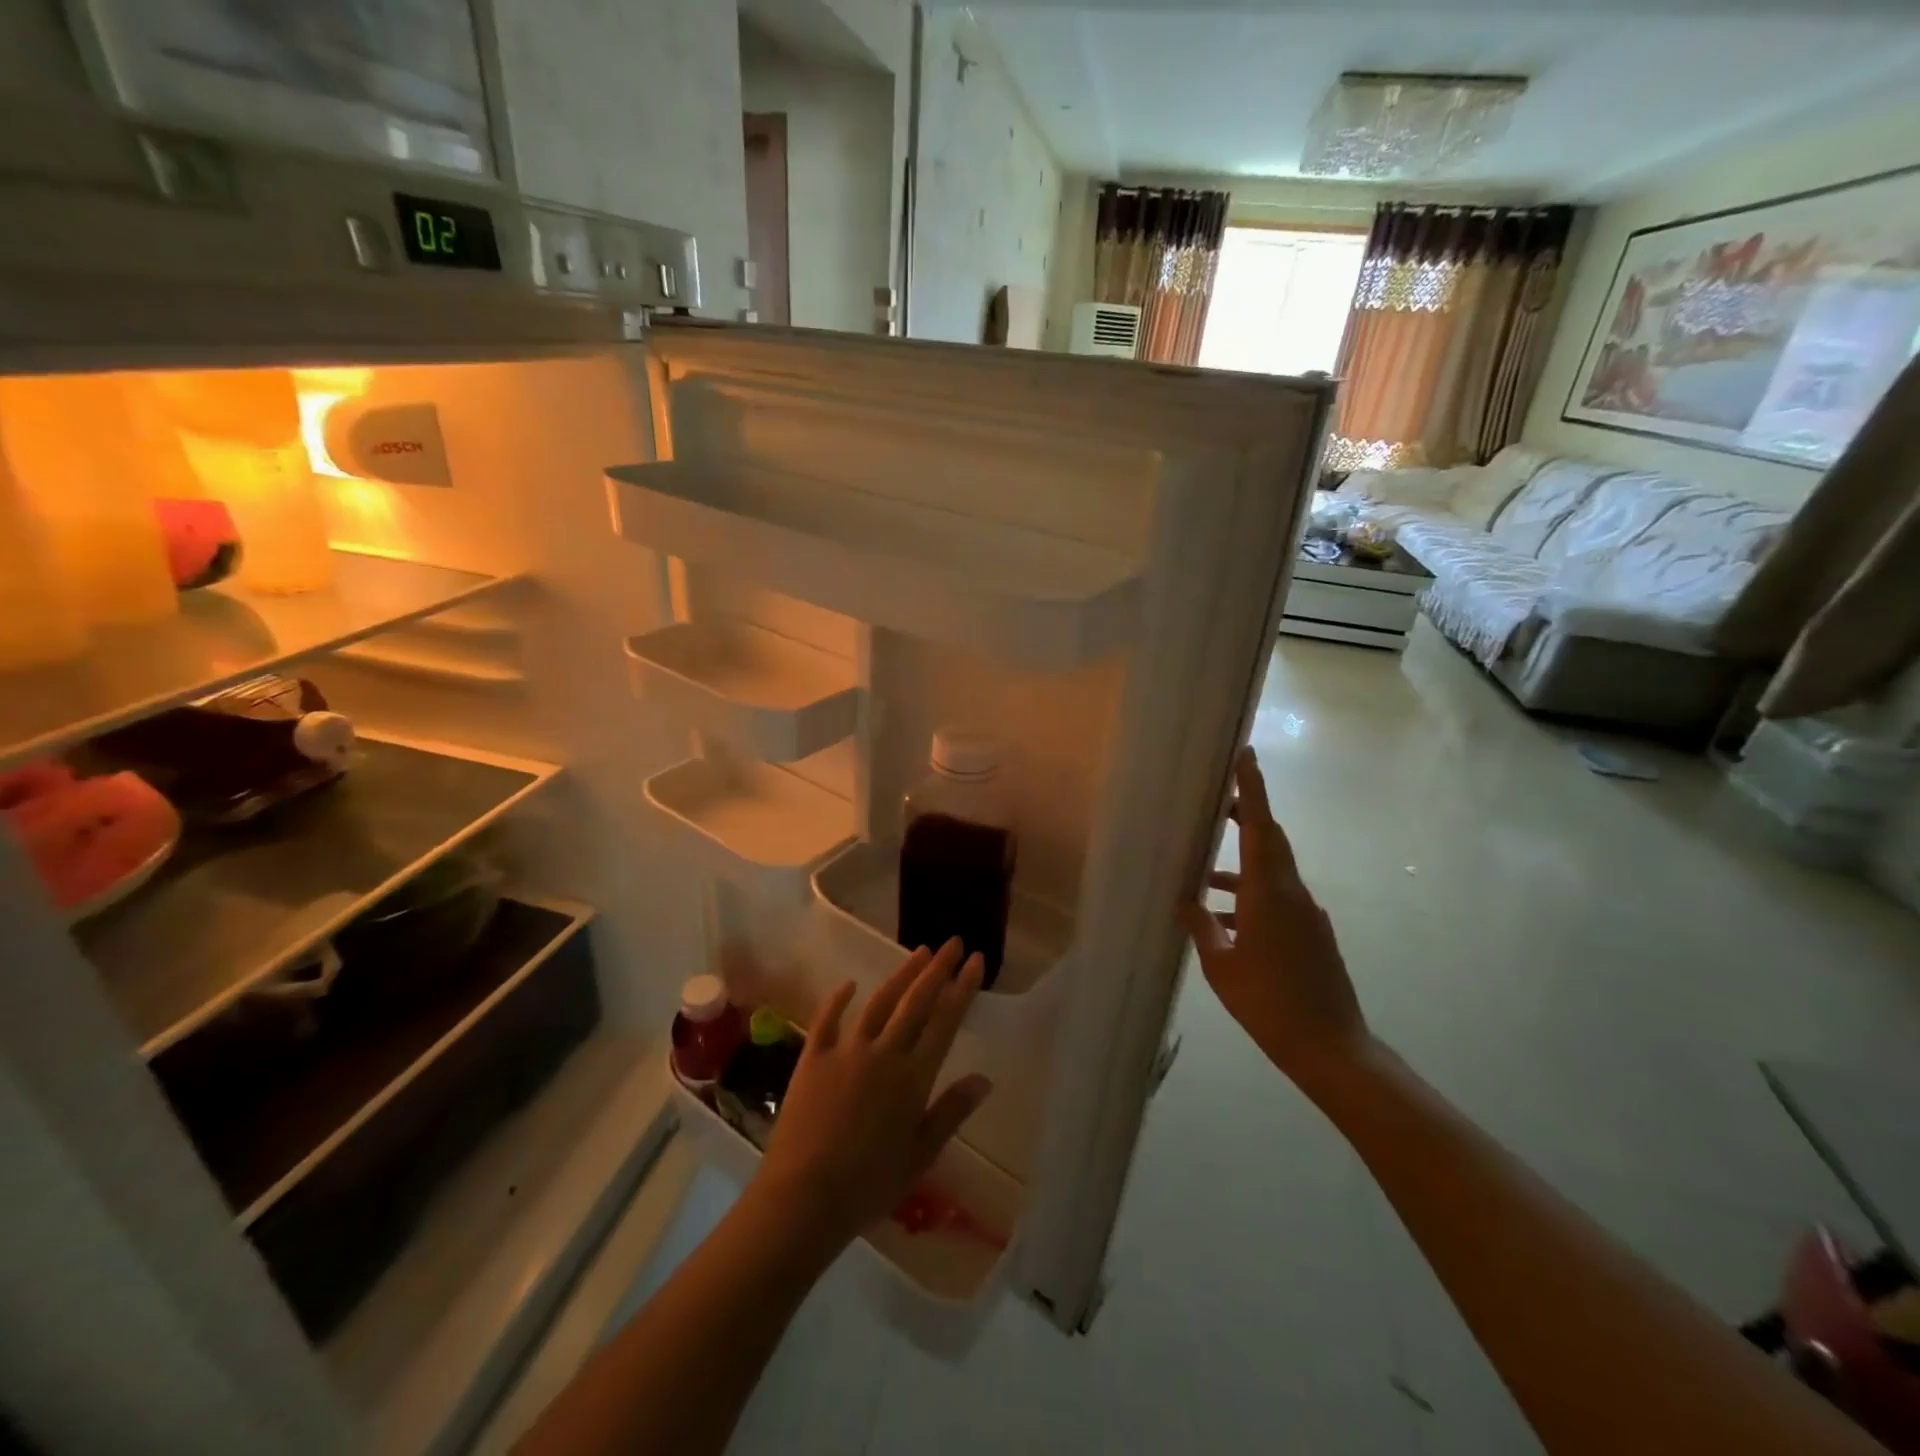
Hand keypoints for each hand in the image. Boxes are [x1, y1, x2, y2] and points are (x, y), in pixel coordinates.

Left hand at [752, 940, 991, 1253]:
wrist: (803, 1198)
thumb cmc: (868, 1184)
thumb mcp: (920, 1155)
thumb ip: (951, 1112)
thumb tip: (984, 1078)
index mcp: (913, 1077)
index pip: (945, 1021)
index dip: (962, 988)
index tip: (976, 961)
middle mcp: (883, 1052)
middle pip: (916, 1002)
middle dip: (938, 969)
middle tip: (954, 942)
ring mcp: (846, 1050)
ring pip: (880, 1001)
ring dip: (901, 975)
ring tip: (919, 951)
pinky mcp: (813, 1057)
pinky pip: (828, 1019)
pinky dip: (839, 998)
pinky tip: (849, 983)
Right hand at [1180, 747, 1372, 1095]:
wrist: (1331, 1047)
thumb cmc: (1269, 1003)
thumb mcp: (1222, 966)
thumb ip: (1203, 927)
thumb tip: (1187, 902)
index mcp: (1269, 894)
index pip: (1260, 827)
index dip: (1253, 789)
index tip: (1246, 755)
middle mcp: (1293, 894)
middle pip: (1269, 840)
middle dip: (1245, 816)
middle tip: (1215, 802)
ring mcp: (1307, 914)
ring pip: (1270, 872)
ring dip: (1239, 868)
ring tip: (1201, 879)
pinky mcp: (1312, 933)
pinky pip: (1277, 899)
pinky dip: (1250, 898)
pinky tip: (1224, 922)